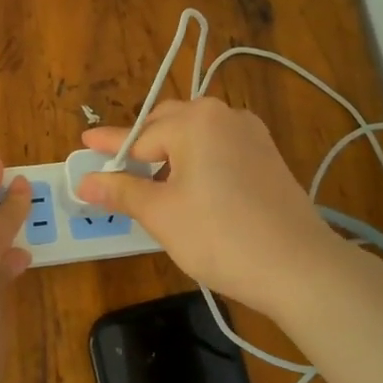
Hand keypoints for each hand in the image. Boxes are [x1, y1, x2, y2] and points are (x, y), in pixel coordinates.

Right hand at [77, 99, 340, 320]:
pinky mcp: (267, 156)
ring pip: (196, 136)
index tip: (84, 143)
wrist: (297, 266)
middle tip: (115, 169)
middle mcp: (224, 116)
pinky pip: (218, 148)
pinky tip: (188, 186)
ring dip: (168, 154)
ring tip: (149, 182)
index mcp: (195, 121)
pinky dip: (196, 161)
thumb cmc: (219, 236)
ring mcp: (251, 134)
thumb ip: (121, 192)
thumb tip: (85, 183)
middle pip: (168, 125)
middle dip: (140, 146)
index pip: (138, 135)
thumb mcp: (161, 214)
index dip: (108, 146)